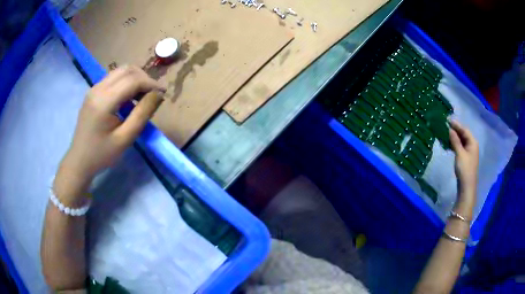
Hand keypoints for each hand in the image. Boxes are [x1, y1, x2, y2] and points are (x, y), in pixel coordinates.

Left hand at [54, 66, 165, 204]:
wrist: (79, 160)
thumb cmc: (102, 154)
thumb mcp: (125, 139)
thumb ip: (142, 114)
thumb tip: (158, 94)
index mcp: (104, 101)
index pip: (133, 80)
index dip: (151, 83)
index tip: (163, 94)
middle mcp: (98, 89)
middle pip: (127, 70)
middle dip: (144, 78)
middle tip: (154, 94)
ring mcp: (94, 88)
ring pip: (120, 71)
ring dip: (136, 78)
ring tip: (143, 95)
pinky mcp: (93, 91)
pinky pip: (113, 78)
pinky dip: (126, 82)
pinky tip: (129, 97)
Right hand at [449, 120, 478, 202]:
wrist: (466, 186)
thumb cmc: (465, 169)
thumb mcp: (460, 153)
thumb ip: (455, 140)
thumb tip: (450, 129)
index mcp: (473, 142)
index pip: (464, 130)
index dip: (456, 125)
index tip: (447, 120)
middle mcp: (472, 145)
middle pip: (463, 134)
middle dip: (455, 130)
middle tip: (445, 126)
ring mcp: (469, 152)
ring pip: (461, 141)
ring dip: (454, 137)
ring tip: (445, 134)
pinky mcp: (465, 158)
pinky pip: (460, 147)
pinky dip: (454, 144)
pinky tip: (448, 144)